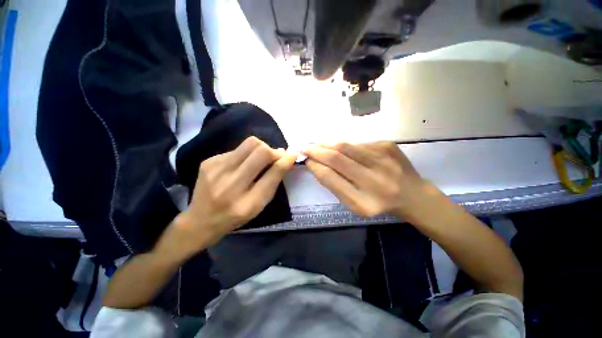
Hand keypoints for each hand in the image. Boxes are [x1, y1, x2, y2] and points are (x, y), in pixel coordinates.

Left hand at [156, 137, 296, 261]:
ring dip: (260, 149)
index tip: (292, 153)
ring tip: (258, 160)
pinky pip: (236, 149)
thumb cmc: (236, 216)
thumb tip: (285, 158)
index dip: (285, 160)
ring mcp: (216, 170)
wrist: (200, 220)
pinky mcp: (208, 161)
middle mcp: (230, 184)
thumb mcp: (259, 205)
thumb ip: (273, 182)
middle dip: (272, 150)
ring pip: (249, 144)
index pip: (272, 173)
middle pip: (260, 150)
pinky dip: (245, 155)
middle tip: (274, 156)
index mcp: (247, 202)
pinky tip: (240, 166)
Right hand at [304, 142, 431, 218]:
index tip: (306, 160)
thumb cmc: (378, 204)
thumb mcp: (354, 204)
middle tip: (305, 147)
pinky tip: (340, 149)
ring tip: (317, 144)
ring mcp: (384, 159)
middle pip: (337, 157)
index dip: (315, 166)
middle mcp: (375, 179)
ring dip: (327, 144)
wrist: (413, 195)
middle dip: (317, 150)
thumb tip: (316, 165)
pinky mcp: (388, 146)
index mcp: (364, 201)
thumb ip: (335, 185)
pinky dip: (344, 145)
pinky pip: (358, 143)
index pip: (331, 178)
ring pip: (346, 146)